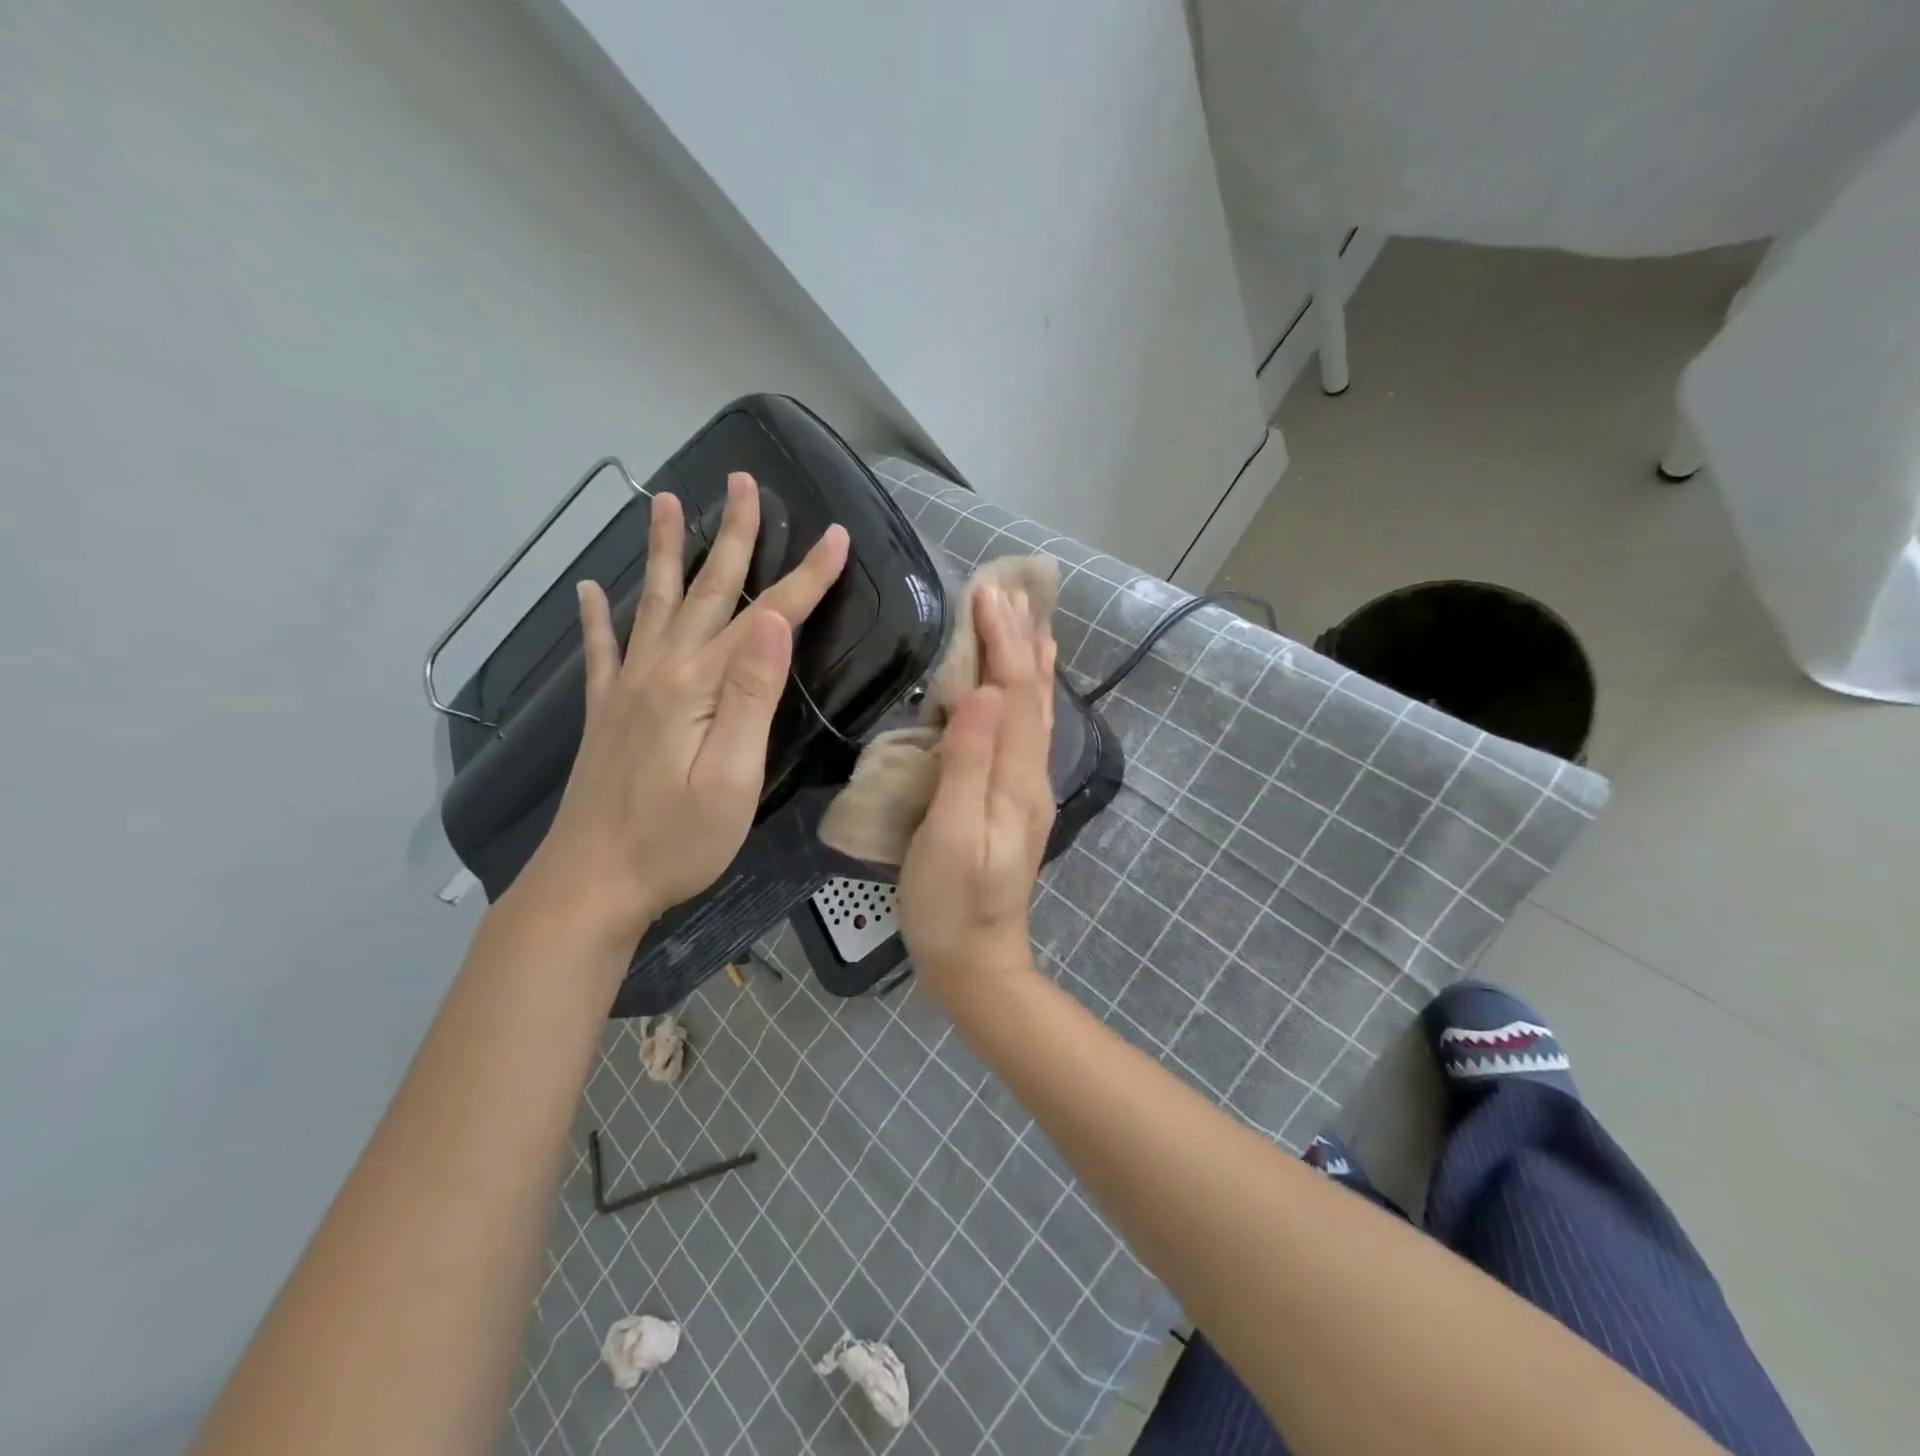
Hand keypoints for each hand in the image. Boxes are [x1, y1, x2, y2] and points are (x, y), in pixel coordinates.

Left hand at [525, 472, 848, 941]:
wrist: (593, 882)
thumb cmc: (678, 840)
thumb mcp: (734, 776)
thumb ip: (752, 695)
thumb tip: (772, 621)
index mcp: (699, 685)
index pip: (766, 616)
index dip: (805, 576)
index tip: (836, 537)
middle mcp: (660, 670)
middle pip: (705, 590)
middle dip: (733, 536)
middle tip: (744, 482)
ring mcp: (627, 689)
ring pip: (651, 603)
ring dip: (662, 551)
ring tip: (663, 500)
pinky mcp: (606, 713)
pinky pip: (600, 651)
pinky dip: (595, 617)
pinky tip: (586, 592)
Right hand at [899, 585, 1057, 988]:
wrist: (978, 963)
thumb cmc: (950, 906)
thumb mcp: (948, 837)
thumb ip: (966, 765)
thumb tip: (980, 693)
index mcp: (1014, 779)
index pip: (1012, 693)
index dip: (1002, 641)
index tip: (987, 592)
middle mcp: (1031, 776)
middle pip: (1032, 695)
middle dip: (1022, 640)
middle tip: (1011, 590)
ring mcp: (1027, 790)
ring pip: (1035, 712)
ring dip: (1031, 663)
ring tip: (1030, 623)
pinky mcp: (1015, 802)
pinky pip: (1026, 733)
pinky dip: (1026, 697)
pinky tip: (1019, 690)